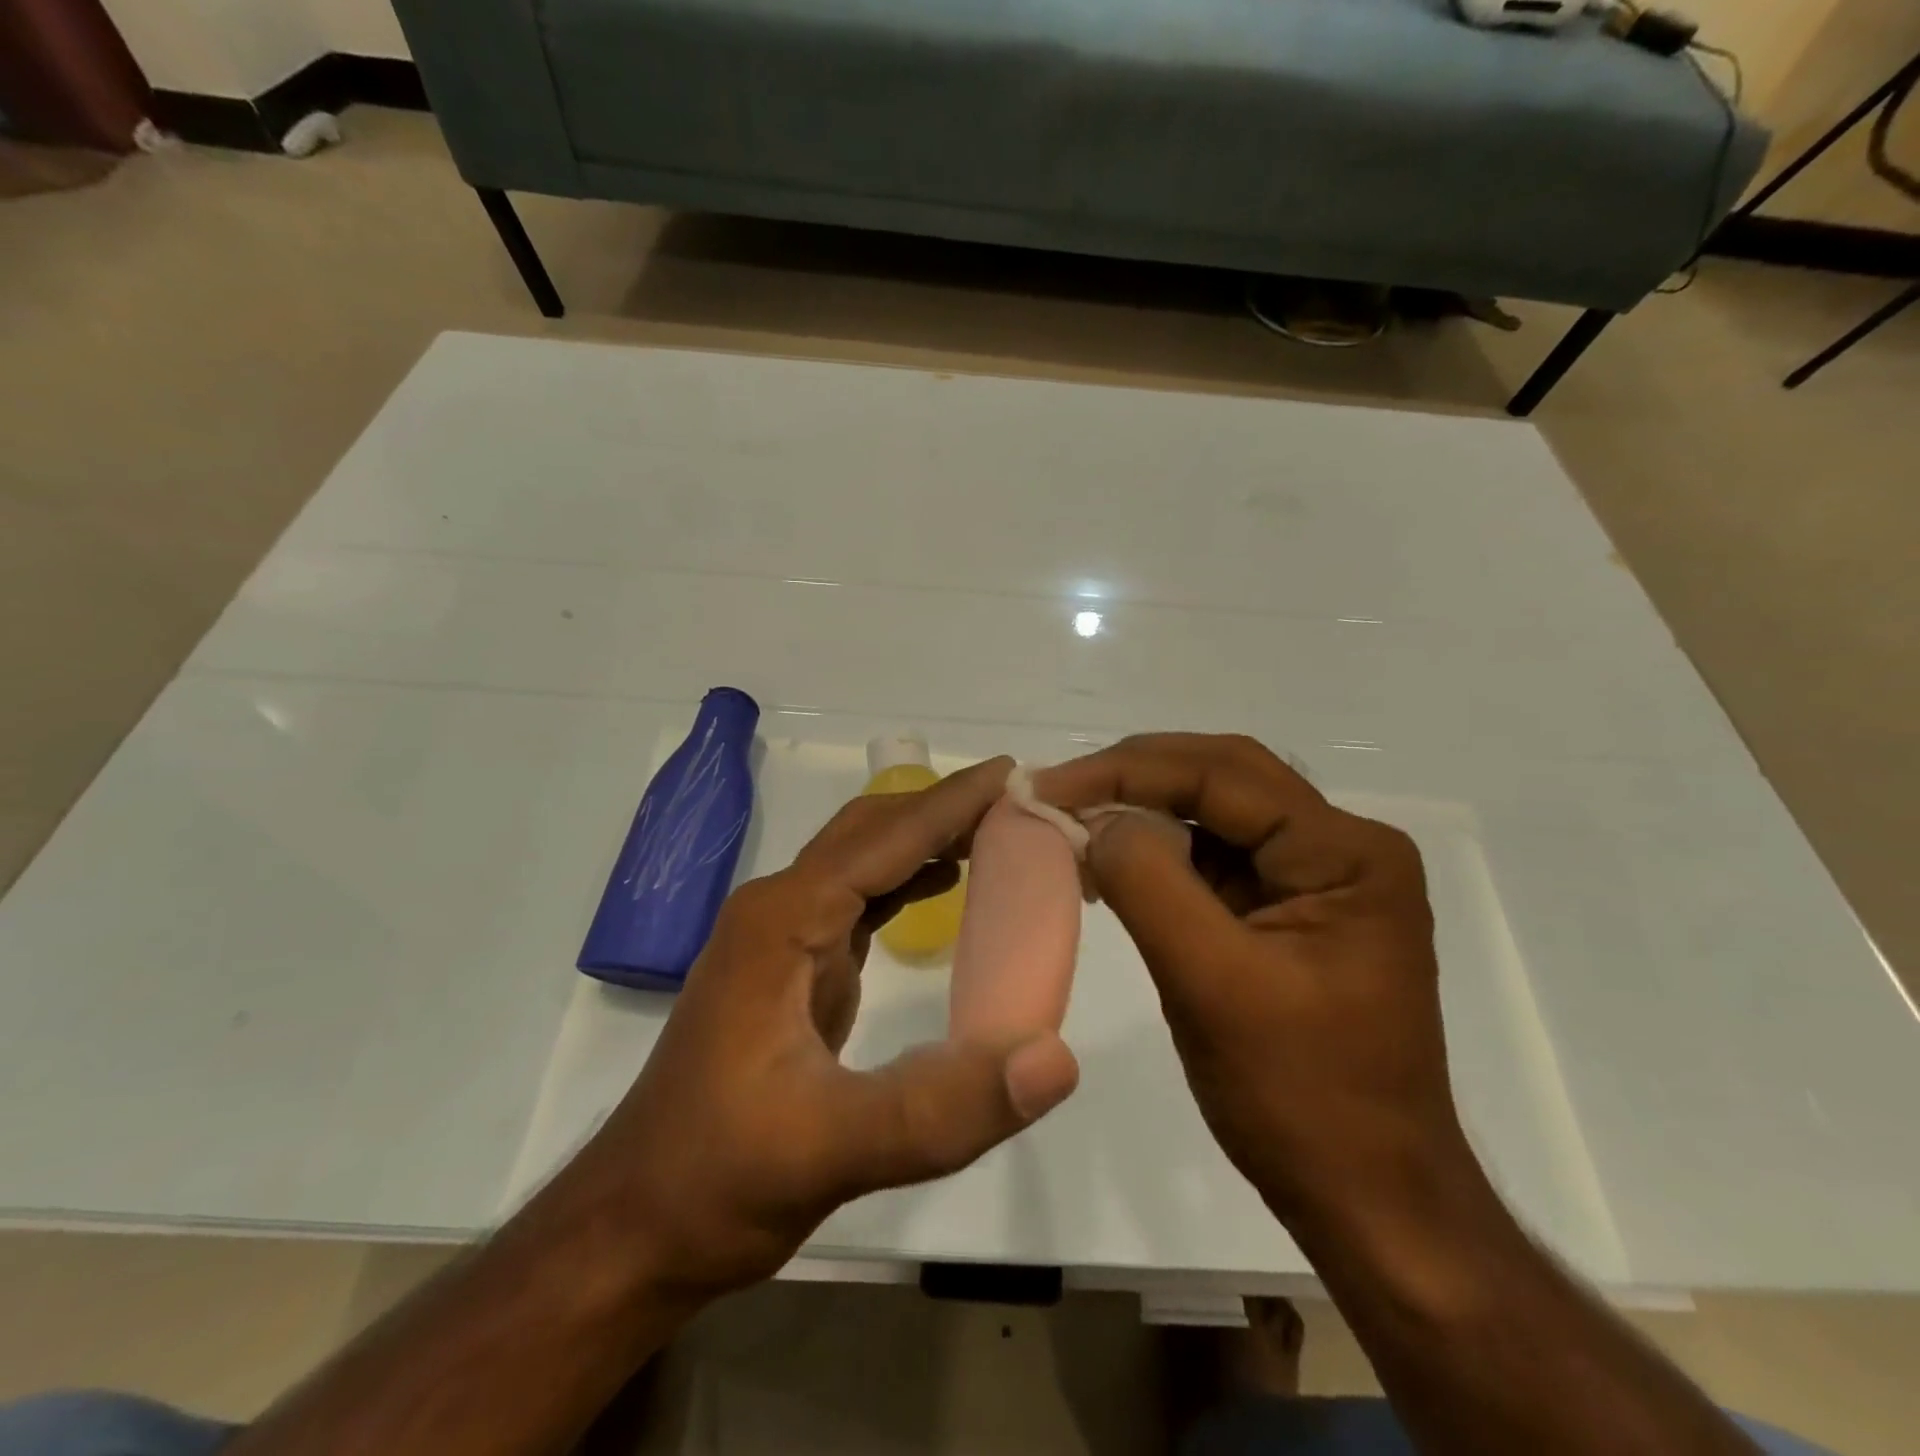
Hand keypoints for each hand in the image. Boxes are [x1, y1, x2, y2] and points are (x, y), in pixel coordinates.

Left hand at [566, 755, 1079, 1305]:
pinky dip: (908, 878)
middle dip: (943, 808)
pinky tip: (945, 883)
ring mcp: (782, 937)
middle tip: (1019, 802)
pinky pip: (860, 898)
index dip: (953, 802)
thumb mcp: (834, 1151)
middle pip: (871, 830)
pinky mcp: (793, 966)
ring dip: (926, 837)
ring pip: (864, 859)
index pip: (885, 837)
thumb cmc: (720, 1180)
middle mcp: (780, 909)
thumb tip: (1057, 1059)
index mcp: (784, 921)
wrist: (636, 1225)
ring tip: (997, 832)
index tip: (1015, 772)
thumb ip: (944, 1108)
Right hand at [1034, 734, 1466, 1228]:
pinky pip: (1213, 858)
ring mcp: (1314, 879)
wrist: (1367, 1198)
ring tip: (1072, 820)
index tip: (1050, 787)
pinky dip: (1156, 853)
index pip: (1222, 776)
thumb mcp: (1213, 985)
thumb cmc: (1301, 1098)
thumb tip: (1097, 821)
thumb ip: (1151, 885)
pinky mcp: (1285, 910)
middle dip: (1134, 776)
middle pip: (1222, 778)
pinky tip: (1109, 863)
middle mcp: (1339, 848)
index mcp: (1345, 853)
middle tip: (1057, 790)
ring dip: (1141, 810)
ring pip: (1214, 814)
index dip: (1127, 771)